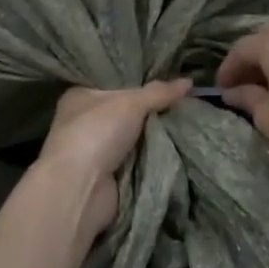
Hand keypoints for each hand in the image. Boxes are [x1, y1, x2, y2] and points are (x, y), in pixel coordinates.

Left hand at [31, 79, 191, 239]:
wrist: (80, 188)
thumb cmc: (96, 133)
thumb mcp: (130, 103)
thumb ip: (158, 92)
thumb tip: (188, 81)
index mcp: (80, 97)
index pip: (113, 84)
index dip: (138, 81)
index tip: (167, 79)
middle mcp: (83, 121)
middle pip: (125, 112)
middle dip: (150, 110)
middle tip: (184, 101)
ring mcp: (94, 151)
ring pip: (132, 137)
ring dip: (153, 135)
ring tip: (187, 121)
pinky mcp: (106, 175)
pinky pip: (135, 160)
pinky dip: (151, 157)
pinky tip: (176, 147)